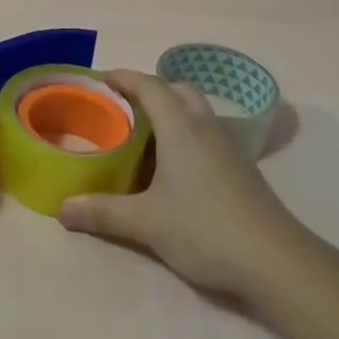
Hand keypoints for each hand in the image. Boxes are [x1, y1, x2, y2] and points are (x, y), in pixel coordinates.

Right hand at [58, 70, 311, 300]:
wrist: (276, 261)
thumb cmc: (205, 229)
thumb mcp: (146, 222)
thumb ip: (102, 211)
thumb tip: (62, 208)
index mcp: (182, 128)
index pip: (150, 86)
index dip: (124, 77)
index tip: (100, 79)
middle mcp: (206, 128)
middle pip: (179, 91)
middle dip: (150, 90)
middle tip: (123, 106)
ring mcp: (229, 148)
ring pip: (197, 112)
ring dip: (171, 112)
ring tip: (143, 135)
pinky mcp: (242, 170)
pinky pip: (207, 135)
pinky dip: (186, 135)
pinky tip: (173, 167)